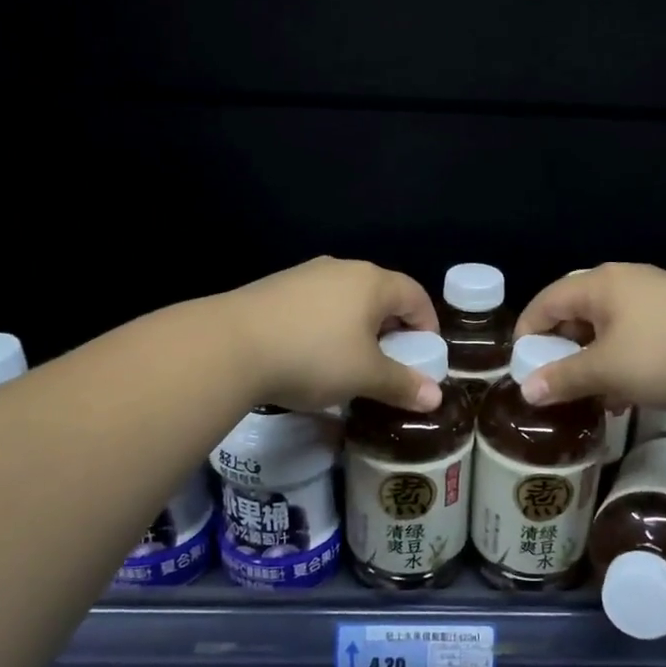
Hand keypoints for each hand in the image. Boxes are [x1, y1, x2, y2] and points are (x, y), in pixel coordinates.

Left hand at [223, 257, 442, 412]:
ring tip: (351, 361)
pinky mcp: (276, 287)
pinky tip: (312, 354)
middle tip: (391, 362)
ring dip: (358, 327)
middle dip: (393, 328)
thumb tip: (435, 398)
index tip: (425, 356)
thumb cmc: (313, 356)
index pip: (415, 295)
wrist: (230, 346)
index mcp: (372, 282)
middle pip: (381, 295)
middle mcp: (342, 268)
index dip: (427, 325)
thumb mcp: (364, 376)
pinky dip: (327, 326)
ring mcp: (306, 274)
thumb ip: (402, 384)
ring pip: (347, 299)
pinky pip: (317, 304)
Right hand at [512, 263, 665, 409]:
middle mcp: (626, 281)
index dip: (527, 331)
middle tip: (555, 380)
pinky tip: (629, 392)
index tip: (520, 364)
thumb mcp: (607, 370)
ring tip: (592, 394)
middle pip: (578, 310)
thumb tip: (526, 391)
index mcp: (600, 285)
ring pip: (609, 326)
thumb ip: (563, 378)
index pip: (547, 300)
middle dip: (563, 348)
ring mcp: (658, 296)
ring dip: (594, 359)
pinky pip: (637, 334)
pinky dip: (623, 359)